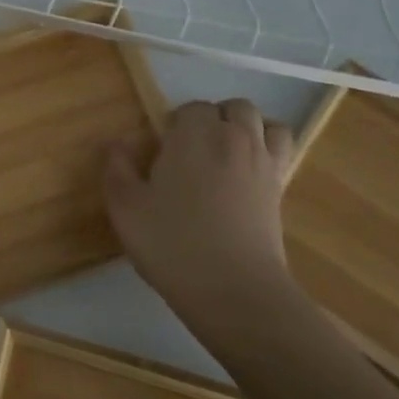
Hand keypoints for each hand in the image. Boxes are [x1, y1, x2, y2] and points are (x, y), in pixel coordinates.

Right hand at [104, 98, 297, 321]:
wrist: (233, 289)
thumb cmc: (171, 243)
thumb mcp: (124, 207)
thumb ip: (117, 167)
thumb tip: (118, 143)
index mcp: (194, 136)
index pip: (190, 108)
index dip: (174, 125)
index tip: (160, 152)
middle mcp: (234, 139)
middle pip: (233, 108)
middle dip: (213, 119)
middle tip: (190, 151)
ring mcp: (264, 163)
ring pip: (265, 124)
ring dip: (246, 130)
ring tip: (224, 156)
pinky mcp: (281, 190)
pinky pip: (281, 152)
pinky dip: (267, 151)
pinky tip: (245, 176)